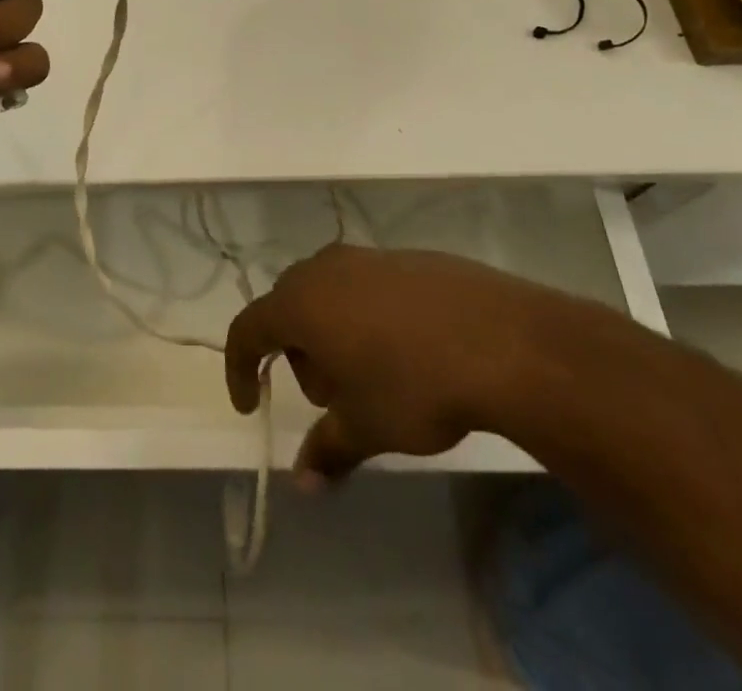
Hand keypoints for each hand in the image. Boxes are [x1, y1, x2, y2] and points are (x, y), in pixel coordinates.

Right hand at [224, 245, 591, 485]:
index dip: (240, 367)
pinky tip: (407, 349)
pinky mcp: (405, 256)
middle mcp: (323, 269)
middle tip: (329, 398)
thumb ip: (328, 450)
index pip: (247, 328)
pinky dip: (367, 316)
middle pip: (288, 308)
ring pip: (328, 294)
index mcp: (300, 303)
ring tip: (370, 376)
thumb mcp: (366, 426)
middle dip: (297, 354)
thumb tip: (303, 484)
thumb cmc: (414, 385)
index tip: (251, 404)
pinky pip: (366, 286)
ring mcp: (366, 257)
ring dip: (332, 333)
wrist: (501, 340)